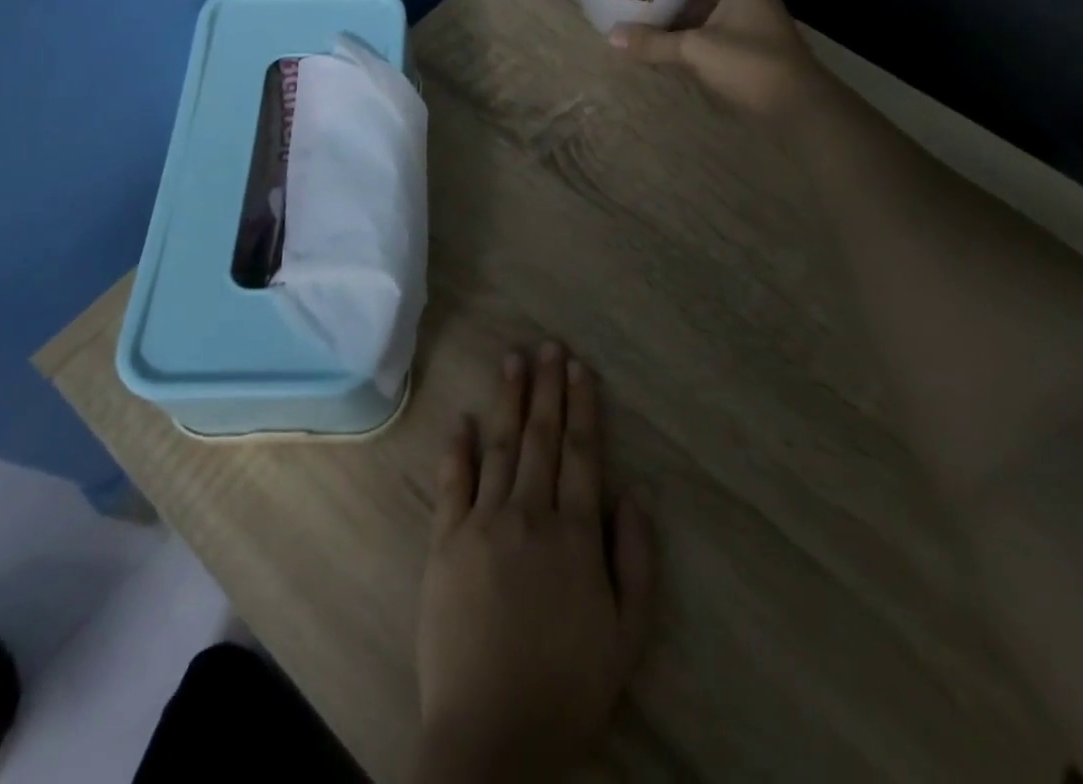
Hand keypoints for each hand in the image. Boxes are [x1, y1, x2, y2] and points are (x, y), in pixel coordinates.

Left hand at [414, 342, 654, 782]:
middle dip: (547, 388)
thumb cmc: (566, 686)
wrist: (490, 736)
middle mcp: (529, 514)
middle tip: (548, 345)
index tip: (579, 368)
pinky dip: (457, 448)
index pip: (583, 454)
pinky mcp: (445, 541)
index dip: (582, 407)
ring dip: (508, 400)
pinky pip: (452, 483)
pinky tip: (462, 419)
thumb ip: (637, 559)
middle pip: (542, 437)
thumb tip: (636, 491)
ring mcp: (483, 523)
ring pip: (499, 446)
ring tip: (513, 360)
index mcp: (575, 534)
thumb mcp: (627, 636)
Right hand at [607, 0, 824, 119]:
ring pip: (714, 0)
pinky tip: (666, 25)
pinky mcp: (746, 49)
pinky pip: (713, 26)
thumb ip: (655, 42)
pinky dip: (691, 23)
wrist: (798, 109)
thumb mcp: (697, 50)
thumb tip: (612, 36)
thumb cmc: (753, 65)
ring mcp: (749, 24)